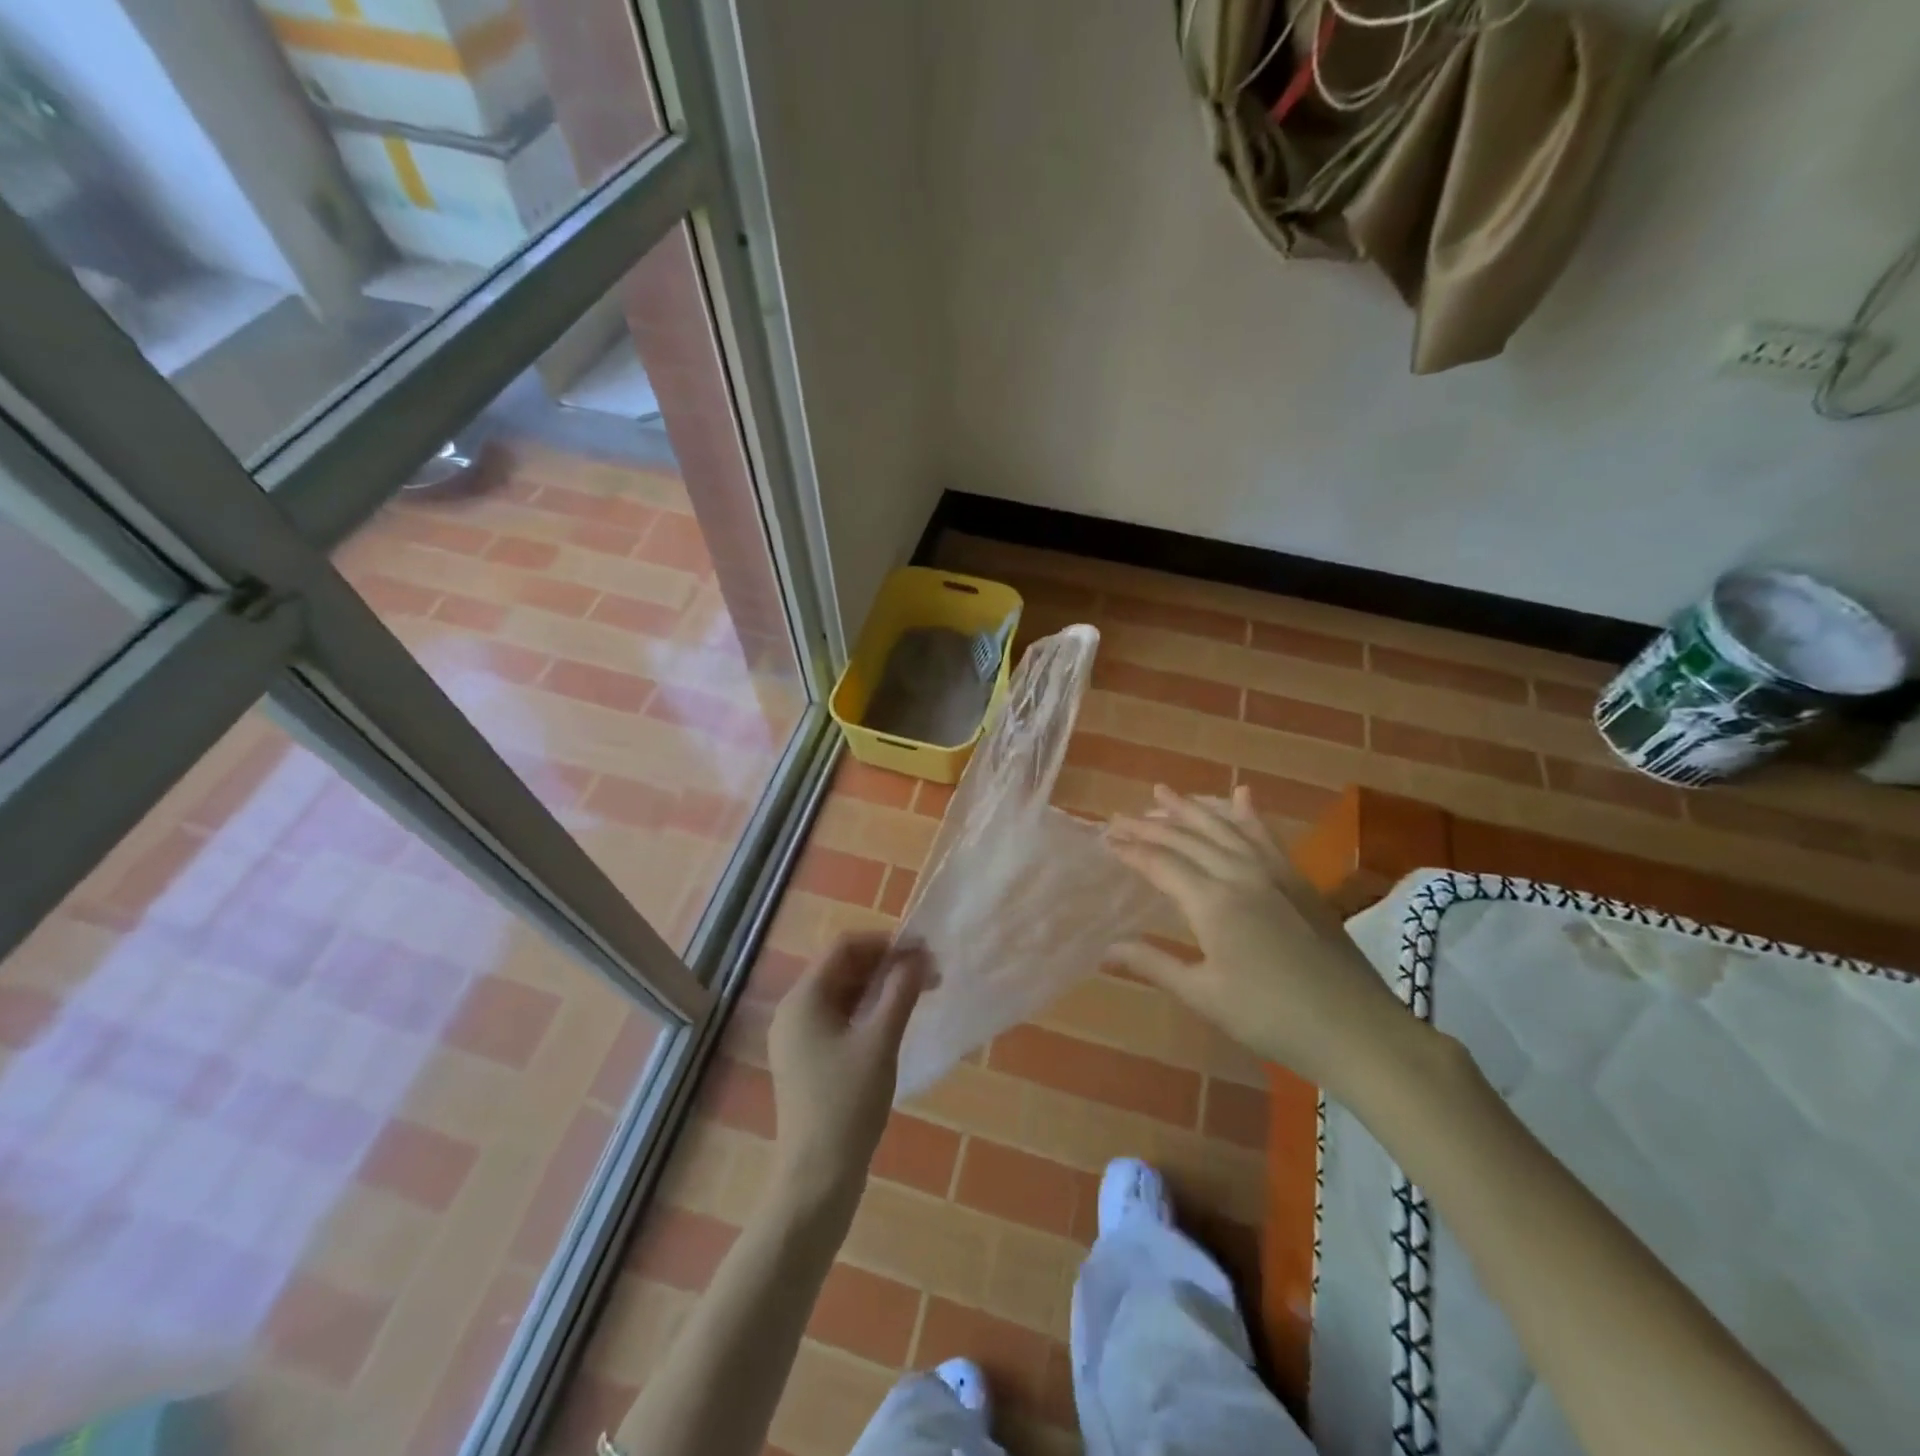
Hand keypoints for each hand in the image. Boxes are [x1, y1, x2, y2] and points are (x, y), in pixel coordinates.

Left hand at [767, 933, 934, 1211]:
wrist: (817, 1178)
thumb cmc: (848, 1103)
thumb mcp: (880, 1041)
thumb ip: (900, 991)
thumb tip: (920, 955)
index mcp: (803, 999)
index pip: (844, 947)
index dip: (884, 943)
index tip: (921, 952)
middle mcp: (793, 1011)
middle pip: (841, 968)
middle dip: (885, 966)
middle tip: (926, 975)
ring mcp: (797, 1037)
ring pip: (842, 994)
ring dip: (879, 989)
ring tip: (918, 996)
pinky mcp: (806, 1060)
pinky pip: (838, 1019)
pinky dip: (867, 1013)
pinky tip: (894, 1023)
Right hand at [1106, 785, 1423, 1094]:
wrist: (1355, 1028)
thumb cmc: (1271, 1017)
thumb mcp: (1204, 995)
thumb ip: (1154, 964)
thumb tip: (1106, 948)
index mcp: (1213, 902)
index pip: (1161, 864)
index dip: (1131, 850)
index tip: (1105, 839)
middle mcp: (1241, 874)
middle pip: (1188, 838)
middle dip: (1150, 824)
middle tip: (1119, 816)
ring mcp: (1274, 873)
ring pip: (1224, 828)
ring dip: (1191, 808)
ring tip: (1162, 792)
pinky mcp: (1298, 880)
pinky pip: (1265, 836)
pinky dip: (1248, 815)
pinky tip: (1240, 795)